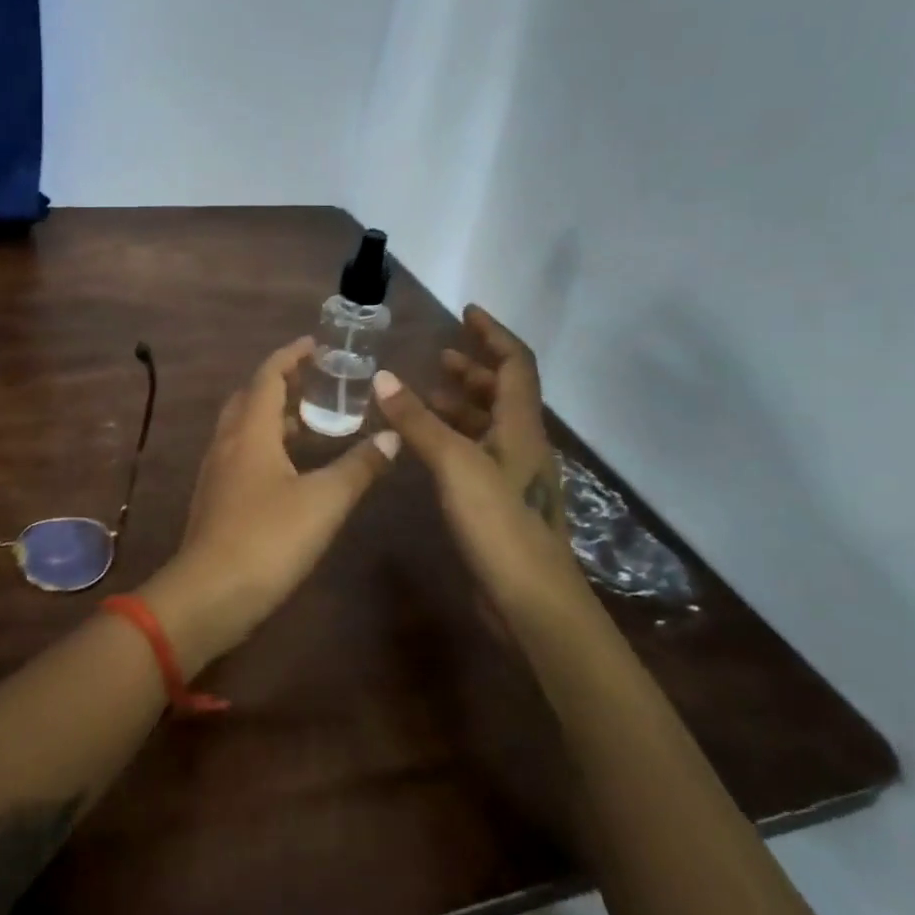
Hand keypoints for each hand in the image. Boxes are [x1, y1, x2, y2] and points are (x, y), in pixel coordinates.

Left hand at [142, 338, 398, 672]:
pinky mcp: (215, 498)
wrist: (209, 594)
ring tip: (309, 421)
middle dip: (281, 383)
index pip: (268, 376)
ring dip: (272, 416)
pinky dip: (265, 445)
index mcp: (250, 431)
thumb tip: (391, 436)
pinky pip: (240, 454)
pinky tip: (288, 467)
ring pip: (243, 428)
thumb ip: (359, 467)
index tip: (315, 344)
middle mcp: (228, 443)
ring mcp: (216, 472)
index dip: (291, 356)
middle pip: (250, 398)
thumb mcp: (324, 501)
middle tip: (316, 383)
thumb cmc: (268, 538)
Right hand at [372, 306, 586, 612]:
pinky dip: (452, 437)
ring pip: (489, 425)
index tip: (466, 312)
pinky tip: (426, 446)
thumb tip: (383, 377)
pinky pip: (476, 453)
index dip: (493, 334)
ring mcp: (513, 476)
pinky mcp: (499, 503)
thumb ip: (418, 421)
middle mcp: (523, 445)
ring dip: (461, 404)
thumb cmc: (500, 524)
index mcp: (522, 427)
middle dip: (474, 369)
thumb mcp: (455, 465)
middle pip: (503, 393)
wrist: (532, 602)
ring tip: (425, 394)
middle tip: (440, 356)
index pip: (514, 364)